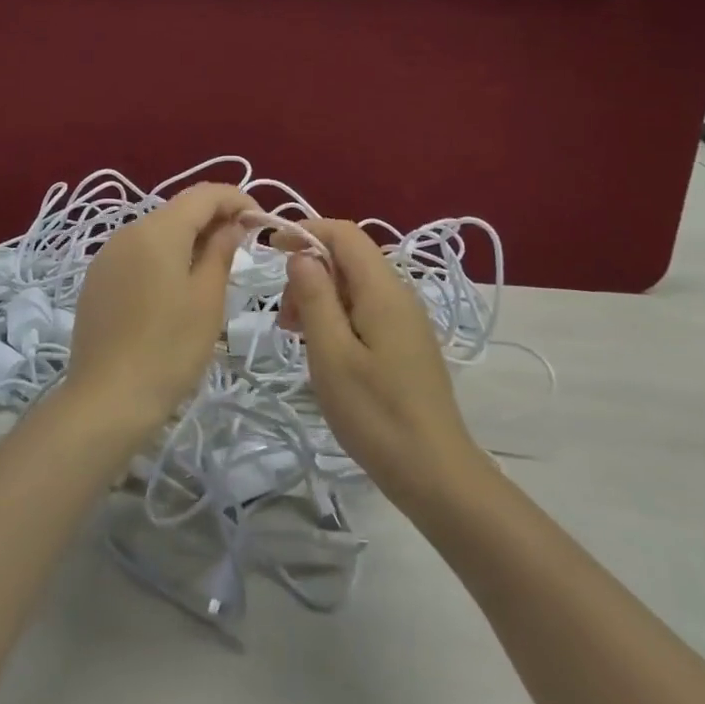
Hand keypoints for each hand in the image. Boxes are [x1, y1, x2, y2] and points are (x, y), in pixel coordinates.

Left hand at [65, 183, 256, 438]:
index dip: (236, 199)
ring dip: (188, 239)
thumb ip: (221, 251)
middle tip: (243, 246)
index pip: (204, 194)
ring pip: (157, 232)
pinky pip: (137, 254)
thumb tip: (232, 224)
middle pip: (178, 210)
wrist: (107, 398)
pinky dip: (163, 258)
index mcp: (157, 230)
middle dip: (213, 219)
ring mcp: (107, 256)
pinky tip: (176, 287)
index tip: (260, 221)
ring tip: (214, 268)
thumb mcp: (207, 299)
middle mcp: (127, 232)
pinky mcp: (97, 280)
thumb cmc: (169, 349)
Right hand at [275, 220, 485, 512]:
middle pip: (347, 259)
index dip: (306, 230)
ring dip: (319, 298)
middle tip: (284, 318)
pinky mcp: (404, 343)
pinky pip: (364, 310)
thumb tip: (301, 254)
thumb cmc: (376, 413)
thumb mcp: (331, 354)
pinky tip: (323, 352)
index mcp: (383, 290)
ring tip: (296, 337)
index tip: (269, 249)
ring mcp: (405, 320)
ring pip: (353, 286)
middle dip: (308, 272)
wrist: (435, 473)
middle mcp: (398, 294)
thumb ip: (315, 297)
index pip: (344, 233)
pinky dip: (336, 317)